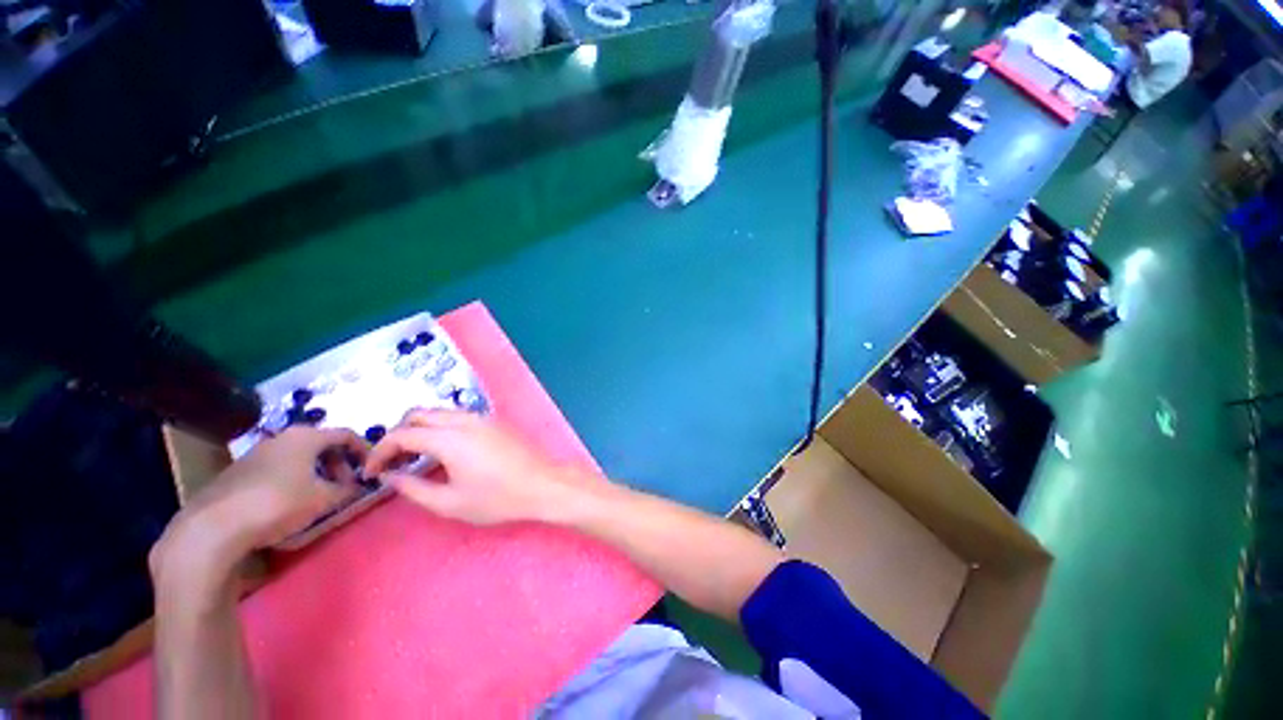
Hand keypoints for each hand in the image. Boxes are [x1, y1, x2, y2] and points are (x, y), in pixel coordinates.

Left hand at [152, 427, 368, 575]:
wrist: (214, 527)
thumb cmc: (278, 503)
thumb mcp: (324, 499)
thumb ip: (348, 490)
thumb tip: (359, 487)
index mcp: (306, 436)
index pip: (346, 435)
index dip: (365, 450)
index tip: (372, 469)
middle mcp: (282, 437)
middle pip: (322, 444)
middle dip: (339, 464)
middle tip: (346, 486)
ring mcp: (257, 453)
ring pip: (298, 457)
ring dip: (316, 473)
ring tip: (320, 497)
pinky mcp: (239, 472)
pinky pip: (278, 469)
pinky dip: (294, 480)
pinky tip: (290, 503)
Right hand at [364, 410, 592, 525]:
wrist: (542, 484)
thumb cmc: (497, 498)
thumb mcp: (450, 502)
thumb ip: (414, 489)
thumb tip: (392, 476)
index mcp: (450, 438)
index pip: (401, 434)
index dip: (379, 452)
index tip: (370, 473)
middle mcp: (464, 419)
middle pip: (418, 414)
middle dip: (397, 435)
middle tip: (392, 463)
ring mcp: (482, 417)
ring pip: (439, 413)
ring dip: (419, 429)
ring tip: (413, 458)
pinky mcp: (494, 421)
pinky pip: (458, 417)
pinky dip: (440, 428)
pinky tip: (442, 451)